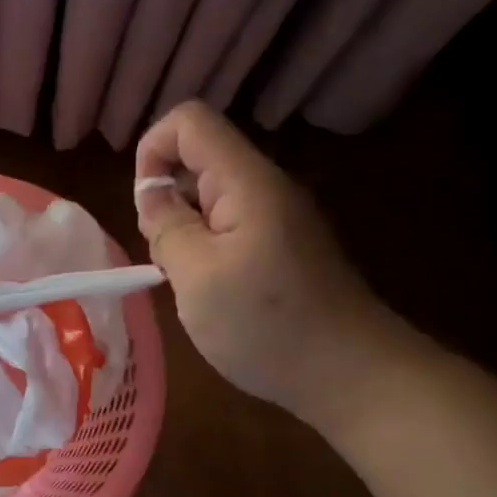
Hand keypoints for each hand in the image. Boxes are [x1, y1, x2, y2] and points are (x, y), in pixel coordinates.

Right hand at [135, 101, 409, 425]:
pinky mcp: (284, 247)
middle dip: (166, 198)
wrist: (351, 374)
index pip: (190, 121)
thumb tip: (152, 193)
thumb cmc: (266, 325)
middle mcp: (265, 188)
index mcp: (246, 182)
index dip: (152, 150)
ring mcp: (279, 218)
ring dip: (184, 230)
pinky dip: (206, 250)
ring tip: (186, 281)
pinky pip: (231, 227)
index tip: (146, 207)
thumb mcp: (196, 276)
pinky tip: (210, 293)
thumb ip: (167, 225)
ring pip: (212, 197)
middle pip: (200, 158)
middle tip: (166, 256)